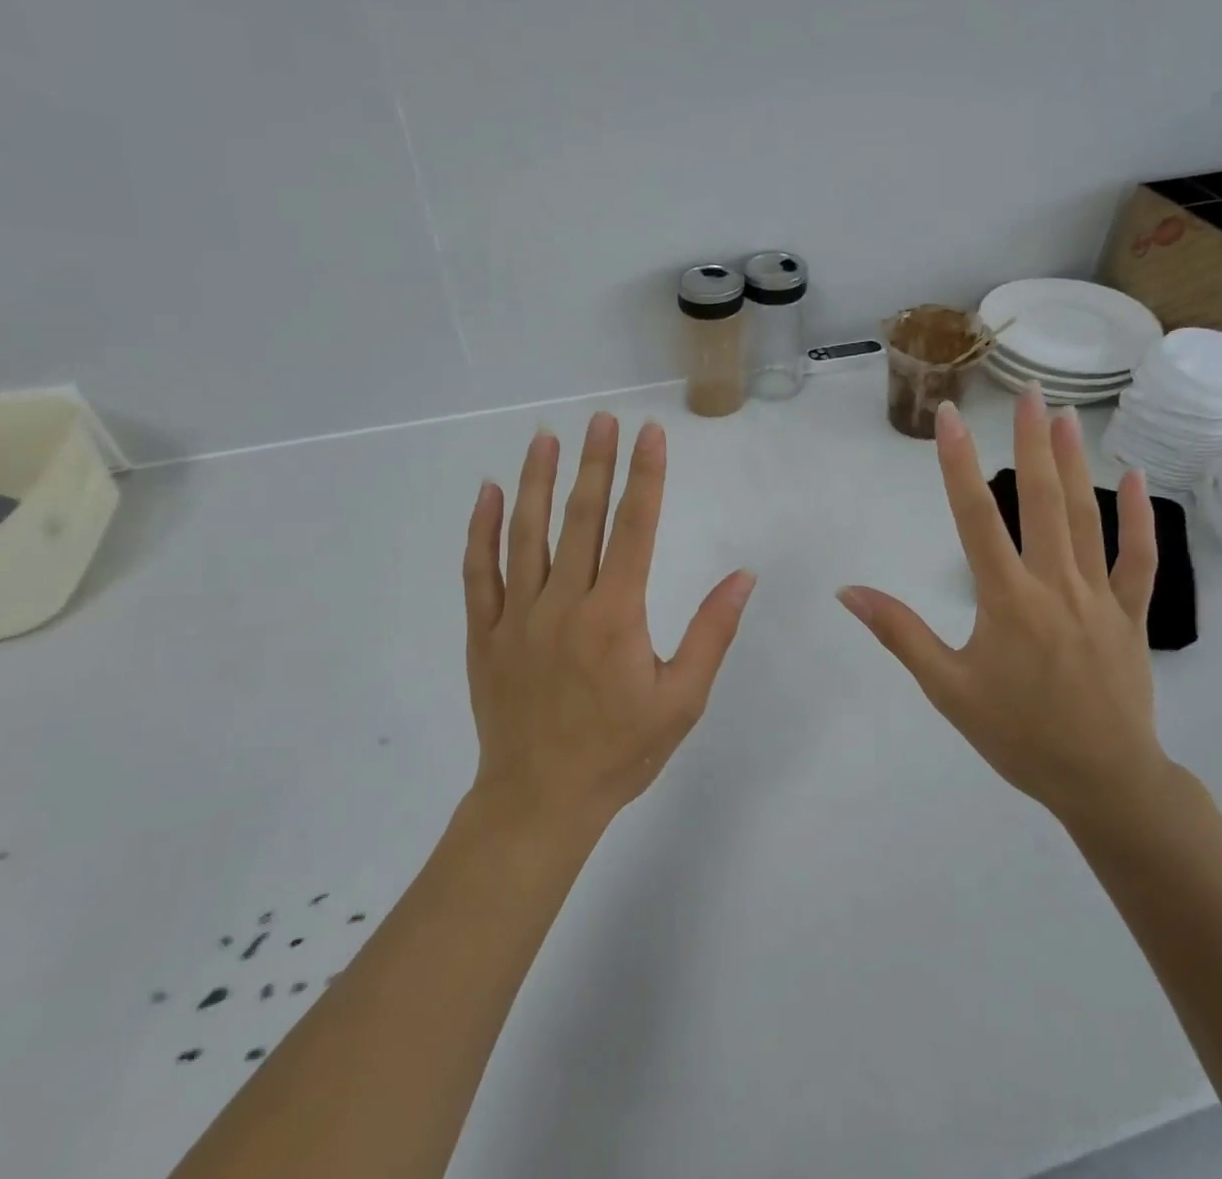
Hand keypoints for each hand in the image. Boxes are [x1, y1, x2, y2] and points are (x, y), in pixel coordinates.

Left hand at [464, 413, 756, 828]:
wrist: (540, 802)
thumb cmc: (619, 752)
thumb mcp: (682, 699)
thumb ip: (711, 633)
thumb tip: (743, 577)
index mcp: (614, 615)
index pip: (634, 528)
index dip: (645, 476)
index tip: (650, 434)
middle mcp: (563, 603)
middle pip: (581, 518)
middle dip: (595, 463)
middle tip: (601, 419)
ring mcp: (516, 616)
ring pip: (525, 533)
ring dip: (537, 481)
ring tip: (546, 438)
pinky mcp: (483, 633)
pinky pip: (478, 572)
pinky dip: (480, 530)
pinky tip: (486, 493)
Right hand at [837, 389, 1170, 830]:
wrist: (1104, 781)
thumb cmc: (1018, 735)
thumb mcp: (947, 689)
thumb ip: (900, 633)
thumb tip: (849, 591)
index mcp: (1007, 600)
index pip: (976, 518)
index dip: (958, 463)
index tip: (950, 417)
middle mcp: (1054, 585)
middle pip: (1042, 501)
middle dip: (1031, 442)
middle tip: (1027, 391)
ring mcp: (1100, 596)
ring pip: (1088, 518)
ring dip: (1077, 464)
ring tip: (1065, 417)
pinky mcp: (1131, 614)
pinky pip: (1139, 559)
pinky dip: (1139, 519)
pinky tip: (1136, 480)